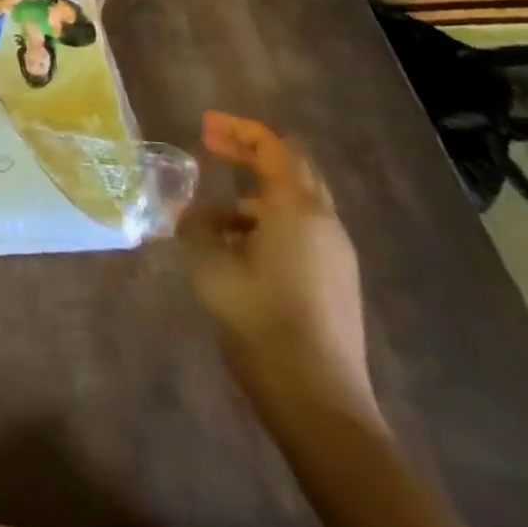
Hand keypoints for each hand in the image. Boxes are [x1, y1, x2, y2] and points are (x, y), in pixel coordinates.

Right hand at [178, 111, 377, 422]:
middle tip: (211, 146)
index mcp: (297, 209)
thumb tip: (193, 214)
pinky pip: (300, 232)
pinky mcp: (335, 282)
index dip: (238, 130)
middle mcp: (324, 223)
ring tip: (210, 213)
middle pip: (292, 168)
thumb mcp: (210, 265)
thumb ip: (197, 226)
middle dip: (250, 152)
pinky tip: (235, 247)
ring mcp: (335, 255)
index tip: (205, 125)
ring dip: (254, 193)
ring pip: (295, 203)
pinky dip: (266, 222)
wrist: (318, 401)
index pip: (274, 147)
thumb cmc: (259, 319)